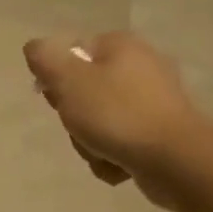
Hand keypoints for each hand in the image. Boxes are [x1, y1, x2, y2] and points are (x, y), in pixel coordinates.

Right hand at [24, 31, 207, 205]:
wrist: (177, 161)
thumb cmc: (118, 115)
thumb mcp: (69, 80)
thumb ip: (45, 58)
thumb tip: (35, 47)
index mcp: (120, 46)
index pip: (71, 53)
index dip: (56, 79)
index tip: (56, 100)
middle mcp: (141, 66)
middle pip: (84, 91)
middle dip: (75, 117)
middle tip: (80, 127)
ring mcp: (154, 102)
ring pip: (100, 121)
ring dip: (91, 142)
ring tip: (101, 152)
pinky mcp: (162, 133)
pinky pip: (122, 142)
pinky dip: (113, 157)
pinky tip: (119, 166)